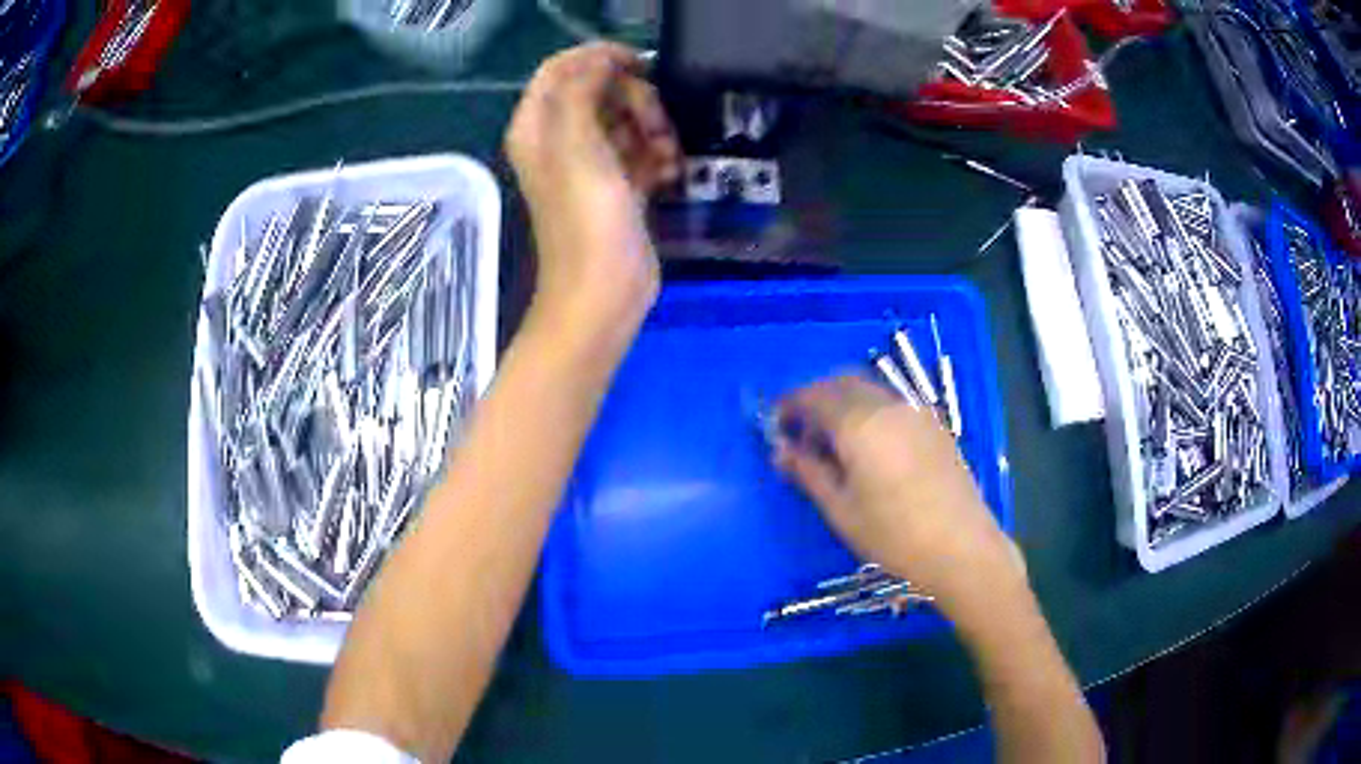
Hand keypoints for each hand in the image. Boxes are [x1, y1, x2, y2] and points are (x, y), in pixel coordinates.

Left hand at [506, 43, 680, 329]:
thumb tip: (601, 60)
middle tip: (655, 124)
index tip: (640, 66)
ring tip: (665, 156)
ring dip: (654, 128)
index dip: (600, 58)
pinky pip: (641, 151)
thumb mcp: (577, 144)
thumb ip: (581, 90)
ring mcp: (590, 164)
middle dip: (636, 98)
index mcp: (538, 126)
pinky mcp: (618, 186)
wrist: (604, 292)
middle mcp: (559, 140)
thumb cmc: (587, 219)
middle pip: (600, 90)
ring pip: (627, 119)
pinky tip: (668, 173)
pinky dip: (658, 155)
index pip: (563, 68)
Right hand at [773, 375, 1022, 617]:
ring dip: (844, 403)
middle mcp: (889, 406)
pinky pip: (892, 404)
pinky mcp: (935, 426)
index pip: (815, 397)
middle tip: (800, 432)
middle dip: (816, 399)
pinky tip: (869, 448)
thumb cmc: (893, 535)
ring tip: (833, 444)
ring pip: (869, 390)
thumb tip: (780, 451)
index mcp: (860, 424)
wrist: (961, 547)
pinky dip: (870, 412)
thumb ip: (808, 473)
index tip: (775, 425)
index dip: (790, 406)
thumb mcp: (841, 510)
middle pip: (842, 383)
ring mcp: (916, 412)